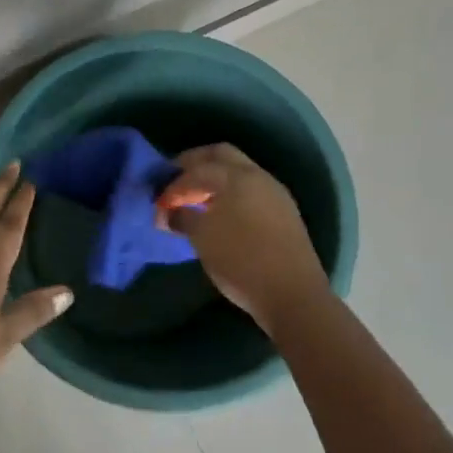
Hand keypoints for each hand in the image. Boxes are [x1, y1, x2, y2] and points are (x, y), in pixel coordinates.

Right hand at [156, 144, 329, 327]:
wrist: (293, 296)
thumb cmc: (241, 261)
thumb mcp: (202, 238)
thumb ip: (182, 217)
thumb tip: (171, 212)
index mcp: (236, 177)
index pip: (196, 170)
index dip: (172, 186)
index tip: (158, 206)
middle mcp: (258, 177)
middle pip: (221, 156)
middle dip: (194, 164)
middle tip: (174, 182)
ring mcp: (275, 194)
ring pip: (238, 172)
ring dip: (214, 180)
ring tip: (194, 201)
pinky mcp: (284, 214)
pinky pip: (250, 191)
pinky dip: (230, 194)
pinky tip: (219, 215)